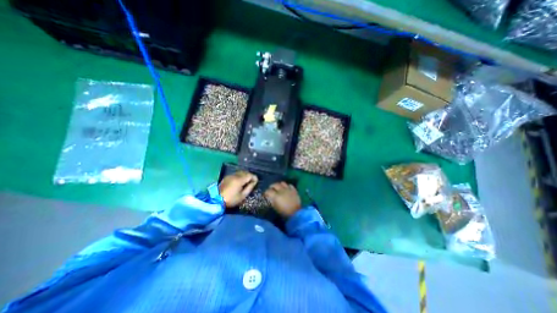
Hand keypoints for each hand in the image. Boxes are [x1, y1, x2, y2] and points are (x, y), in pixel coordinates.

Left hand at [219, 171, 258, 207]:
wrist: (216, 200)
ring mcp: (230, 176)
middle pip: (245, 172)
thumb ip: (249, 188)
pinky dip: (240, 176)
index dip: (254, 177)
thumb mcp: (242, 196)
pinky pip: (235, 174)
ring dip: (245, 175)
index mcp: (239, 180)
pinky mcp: (226, 177)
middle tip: (252, 182)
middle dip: (250, 176)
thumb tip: (254, 182)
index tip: (256, 182)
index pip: (250, 175)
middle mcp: (235, 175)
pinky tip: (239, 182)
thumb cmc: (231, 199)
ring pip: (240, 172)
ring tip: (246, 182)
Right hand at [264, 183, 299, 216]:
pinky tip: (286, 189)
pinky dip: (287, 186)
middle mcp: (282, 190)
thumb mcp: (276, 208)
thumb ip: (273, 201)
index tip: (265, 194)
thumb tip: (271, 198)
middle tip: (271, 189)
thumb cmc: (284, 212)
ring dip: (279, 185)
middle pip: (275, 184)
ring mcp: (288, 189)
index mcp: (276, 196)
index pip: (268, 191)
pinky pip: (290, 185)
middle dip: (271, 186)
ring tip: (279, 187)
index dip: (266, 192)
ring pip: (282, 183)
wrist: (296, 213)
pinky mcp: (294, 190)